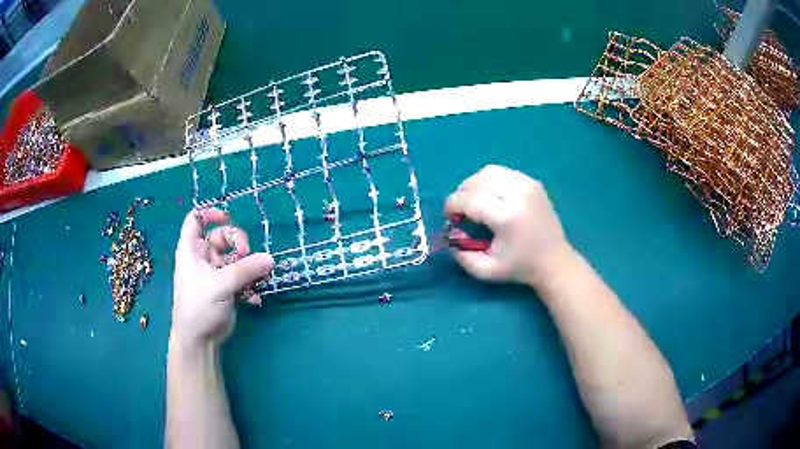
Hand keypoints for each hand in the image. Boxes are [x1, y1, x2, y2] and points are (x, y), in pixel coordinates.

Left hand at [172, 208, 273, 346]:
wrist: (199, 340)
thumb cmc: (200, 306)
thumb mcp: (221, 284)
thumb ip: (246, 269)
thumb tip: (270, 259)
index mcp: (192, 250)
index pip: (196, 220)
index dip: (210, 214)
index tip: (228, 218)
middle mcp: (203, 258)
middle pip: (222, 237)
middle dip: (238, 244)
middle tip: (248, 255)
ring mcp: (216, 273)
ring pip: (236, 258)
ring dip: (249, 266)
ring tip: (256, 280)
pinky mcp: (226, 288)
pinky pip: (242, 277)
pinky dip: (250, 284)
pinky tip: (253, 297)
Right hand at [445, 165, 572, 287]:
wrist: (555, 261)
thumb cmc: (521, 267)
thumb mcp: (487, 271)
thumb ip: (463, 257)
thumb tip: (451, 235)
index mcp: (506, 217)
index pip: (469, 199)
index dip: (452, 205)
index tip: (451, 218)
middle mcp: (517, 194)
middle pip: (477, 181)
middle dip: (462, 193)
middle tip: (461, 210)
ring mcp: (527, 185)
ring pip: (489, 171)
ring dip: (475, 184)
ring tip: (475, 201)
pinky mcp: (533, 183)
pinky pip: (503, 172)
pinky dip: (491, 181)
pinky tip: (492, 197)